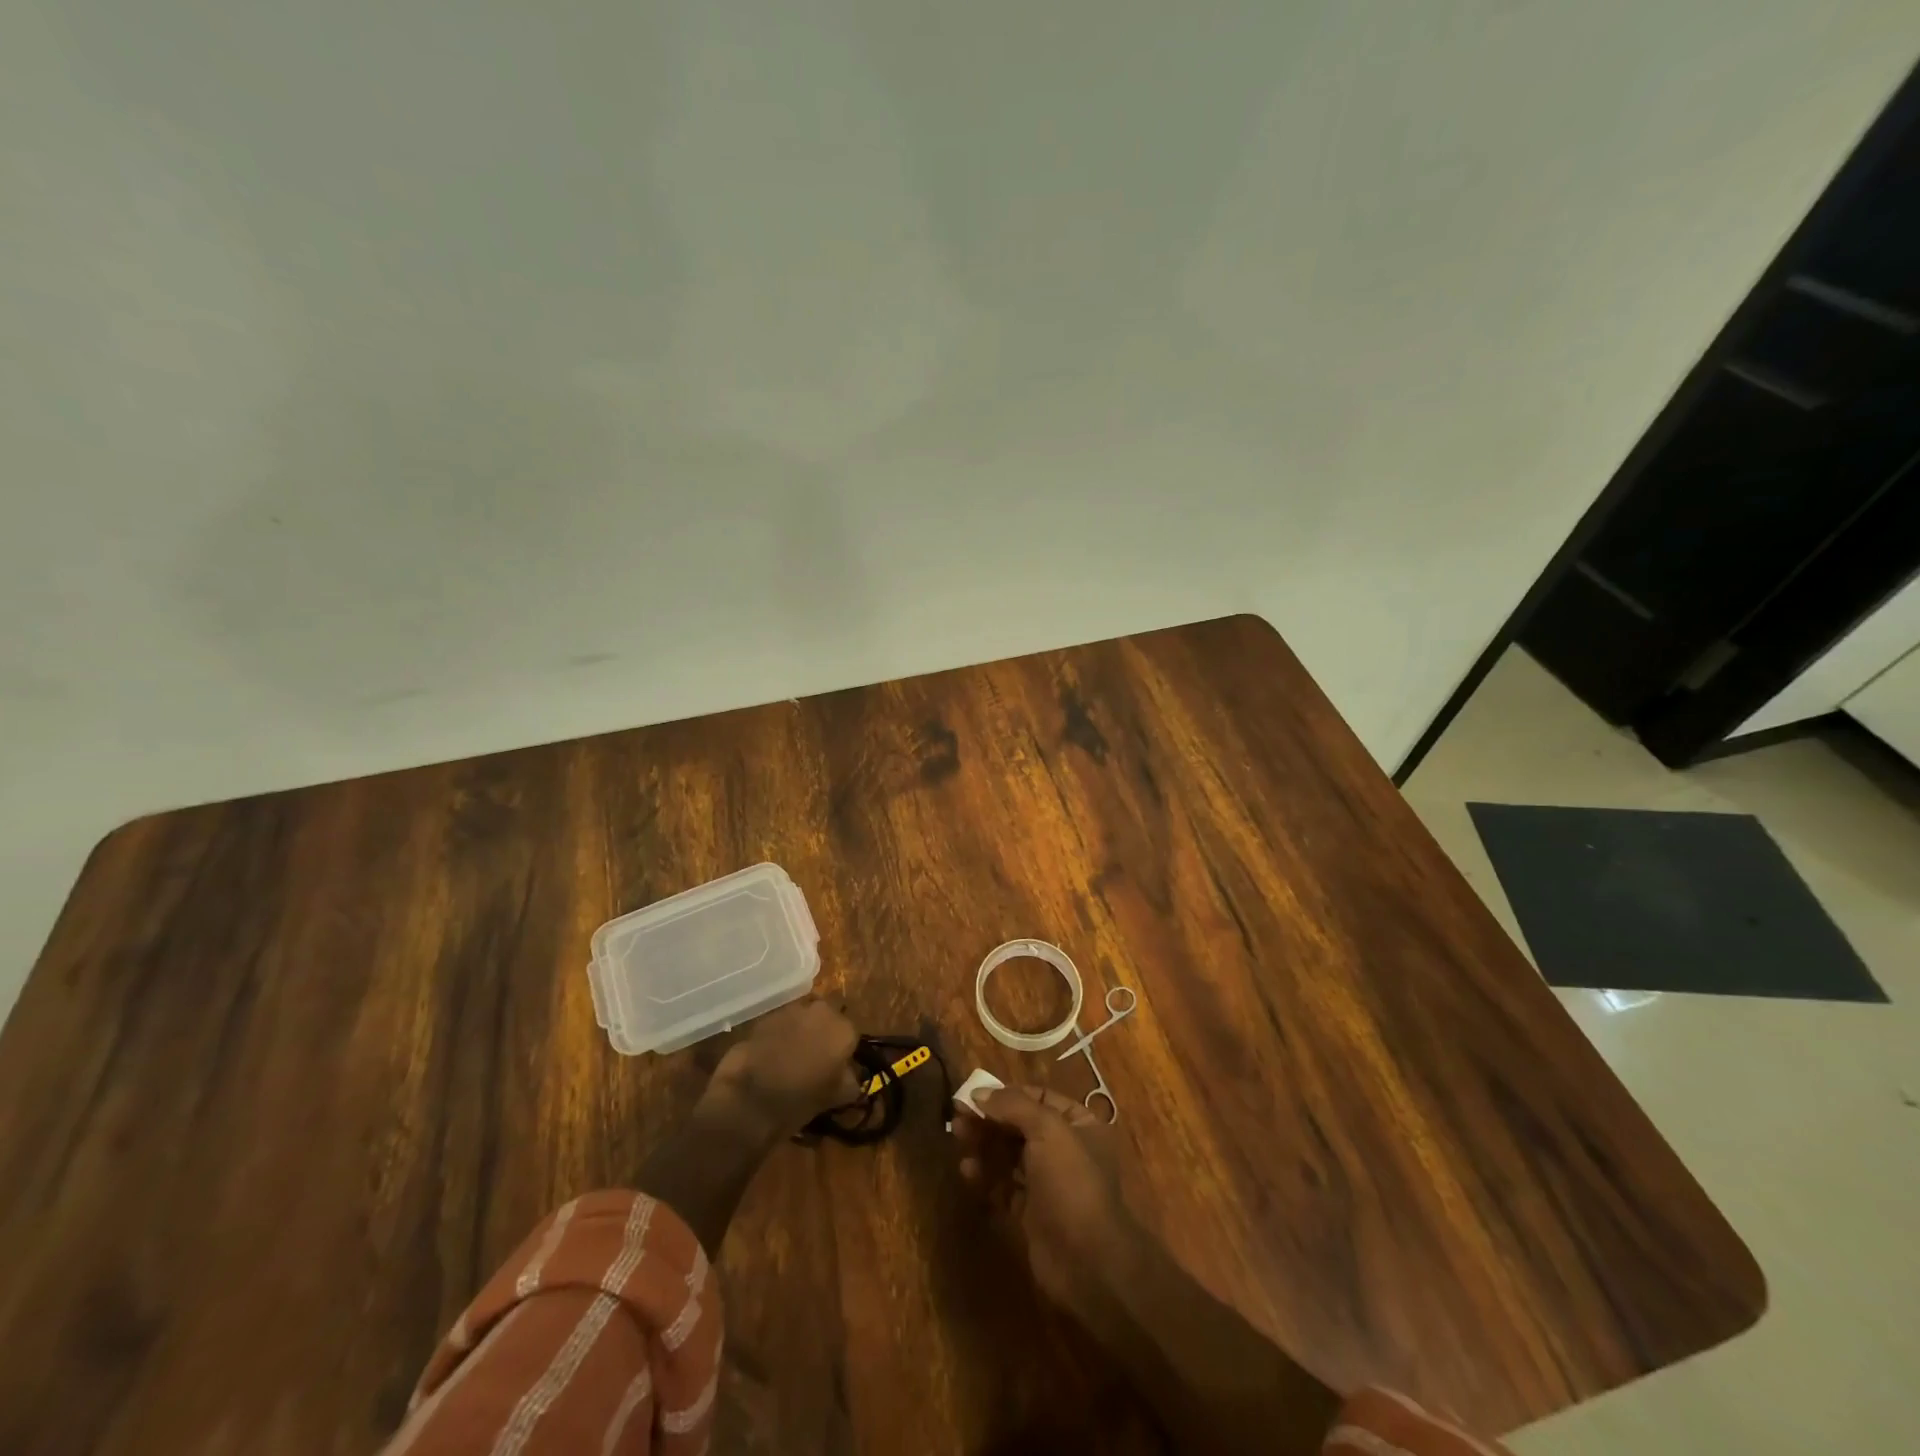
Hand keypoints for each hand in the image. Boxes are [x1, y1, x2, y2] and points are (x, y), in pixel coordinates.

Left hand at [708, 996, 860, 1137]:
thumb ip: (850, 1080)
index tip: (834, 1071)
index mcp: (844, 1029)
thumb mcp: (837, 1097)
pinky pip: (781, 1025)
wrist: (749, 1099)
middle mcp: (821, 1011)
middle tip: (813, 1064)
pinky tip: (771, 1059)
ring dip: (801, 1034)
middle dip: (822, 1037)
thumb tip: (849, 1074)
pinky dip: (779, 1037)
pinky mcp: (766, 1017)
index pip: (851, 1037)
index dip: (843, 1054)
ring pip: (803, 1020)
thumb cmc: (800, 1100)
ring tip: (790, 1062)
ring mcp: (791, 1010)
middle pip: (827, 1021)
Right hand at [955, 1085, 1139, 1321]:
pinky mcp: (1032, 1212)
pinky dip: (986, 1176)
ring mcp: (1048, 1183)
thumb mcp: (1047, 1130)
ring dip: (984, 1144)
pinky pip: (1004, 1186)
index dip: (1006, 1094)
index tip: (974, 1094)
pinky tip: (966, 1170)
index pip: (1039, 1097)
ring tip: (957, 1137)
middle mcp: (1065, 1149)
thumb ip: (1012, 1105)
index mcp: (1079, 1124)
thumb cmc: (1072, 1182)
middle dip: (989, 1119)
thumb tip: (978, 1092)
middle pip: (1020, 1126)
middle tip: (957, 1116)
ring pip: (1010, 1155)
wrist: (1088, 1261)